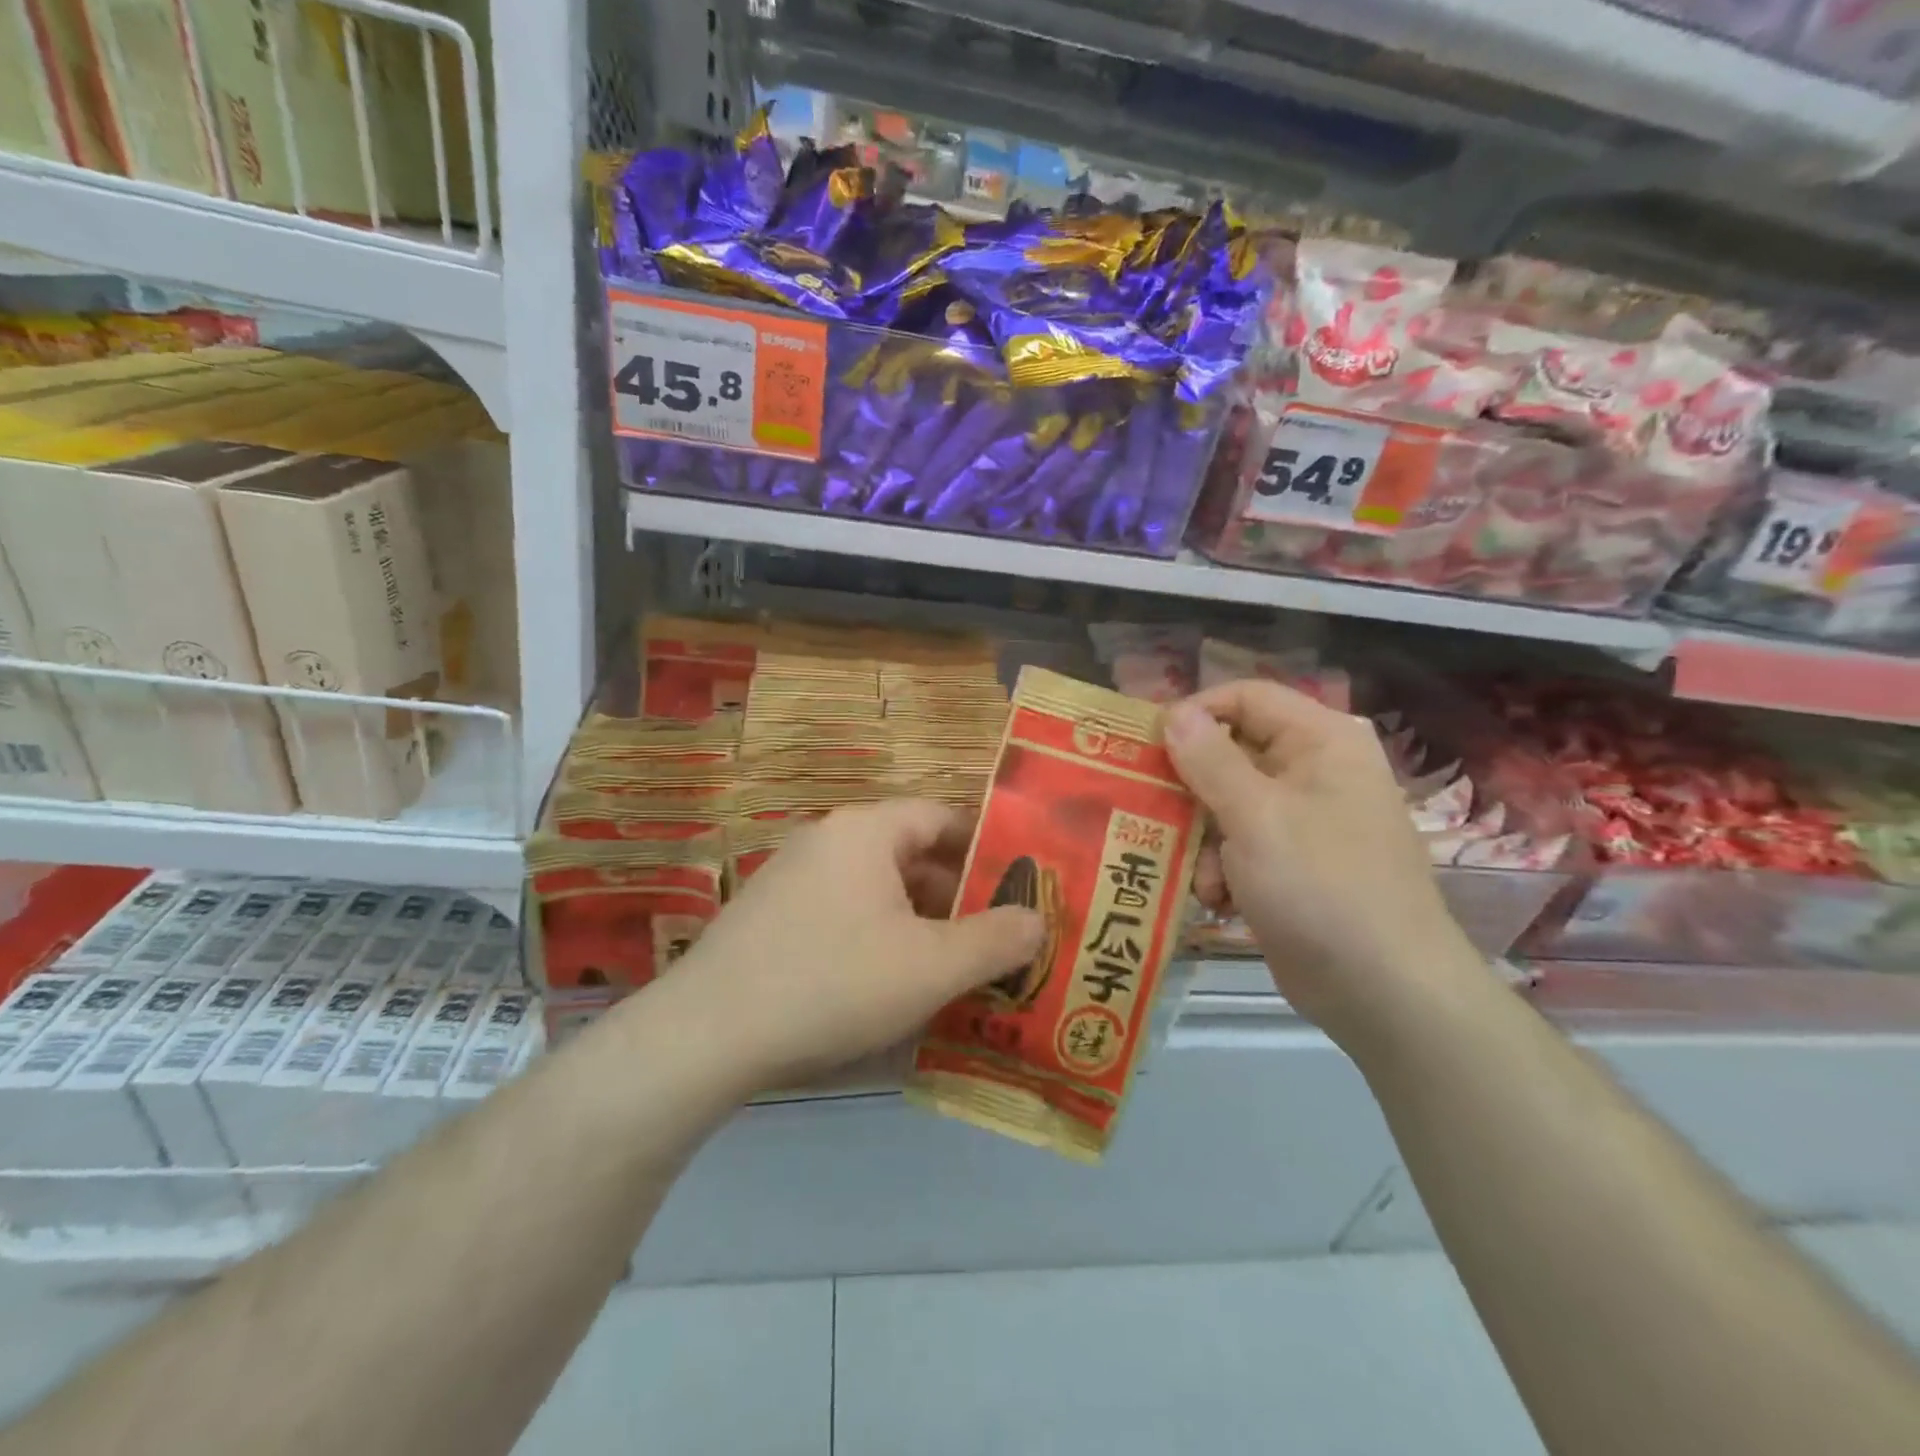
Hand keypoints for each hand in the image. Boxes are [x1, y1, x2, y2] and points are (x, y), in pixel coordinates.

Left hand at [656, 799, 1044, 1093]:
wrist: (705, 1037)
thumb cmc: (833, 983)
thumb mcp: (931, 966)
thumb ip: (995, 940)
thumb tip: (1038, 920)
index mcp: (865, 832)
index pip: (942, 817)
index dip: (988, 848)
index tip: (1021, 887)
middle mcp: (827, 841)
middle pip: (911, 855)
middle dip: (958, 896)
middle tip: (998, 939)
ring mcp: (792, 879)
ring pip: (878, 891)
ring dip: (920, 923)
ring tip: (956, 969)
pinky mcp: (771, 920)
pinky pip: (844, 916)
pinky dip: (879, 940)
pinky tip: (892, 988)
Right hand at [1163, 681, 1474, 1045]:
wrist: (1385, 992)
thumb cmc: (1322, 887)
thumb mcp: (1256, 817)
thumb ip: (1210, 760)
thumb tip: (1174, 713)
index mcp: (1321, 742)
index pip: (1246, 697)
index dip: (1195, 712)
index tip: (1146, 745)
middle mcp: (1315, 771)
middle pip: (1232, 752)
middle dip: (1192, 789)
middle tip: (1150, 810)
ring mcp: (1305, 820)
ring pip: (1228, 803)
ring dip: (1203, 839)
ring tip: (1204, 877)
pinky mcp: (1294, 864)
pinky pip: (1240, 844)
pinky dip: (1222, 869)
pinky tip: (1219, 901)